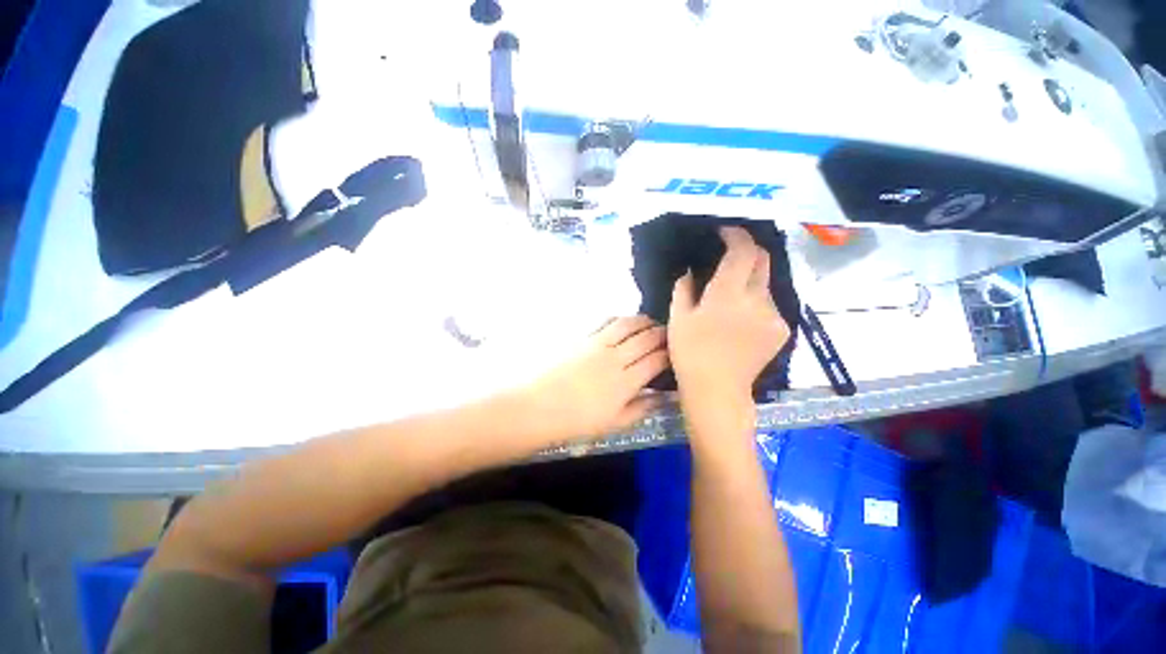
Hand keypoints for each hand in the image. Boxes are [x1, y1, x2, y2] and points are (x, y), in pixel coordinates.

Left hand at [518, 315, 667, 442]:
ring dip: (644, 321)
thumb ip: (643, 408)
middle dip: (662, 333)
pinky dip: (620, 319)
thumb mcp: (615, 423)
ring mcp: (598, 344)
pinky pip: (607, 321)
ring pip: (628, 324)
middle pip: (646, 338)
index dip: (671, 353)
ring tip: (650, 323)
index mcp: (626, 382)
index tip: (676, 352)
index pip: (657, 360)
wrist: (540, 406)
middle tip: (668, 334)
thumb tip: (669, 398)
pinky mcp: (583, 337)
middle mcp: (615, 358)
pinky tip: (624, 322)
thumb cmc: (578, 421)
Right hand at [668, 227, 790, 403]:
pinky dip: (756, 301)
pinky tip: (740, 318)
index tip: (725, 233)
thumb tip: (690, 271)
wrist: (717, 389)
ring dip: (750, 280)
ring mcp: (774, 315)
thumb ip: (684, 288)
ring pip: (766, 283)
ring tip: (730, 297)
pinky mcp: (782, 329)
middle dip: (748, 250)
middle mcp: (757, 299)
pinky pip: (770, 304)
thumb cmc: (690, 353)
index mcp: (727, 294)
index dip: (736, 235)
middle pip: (763, 259)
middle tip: (730, 256)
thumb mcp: (678, 318)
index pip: (743, 250)